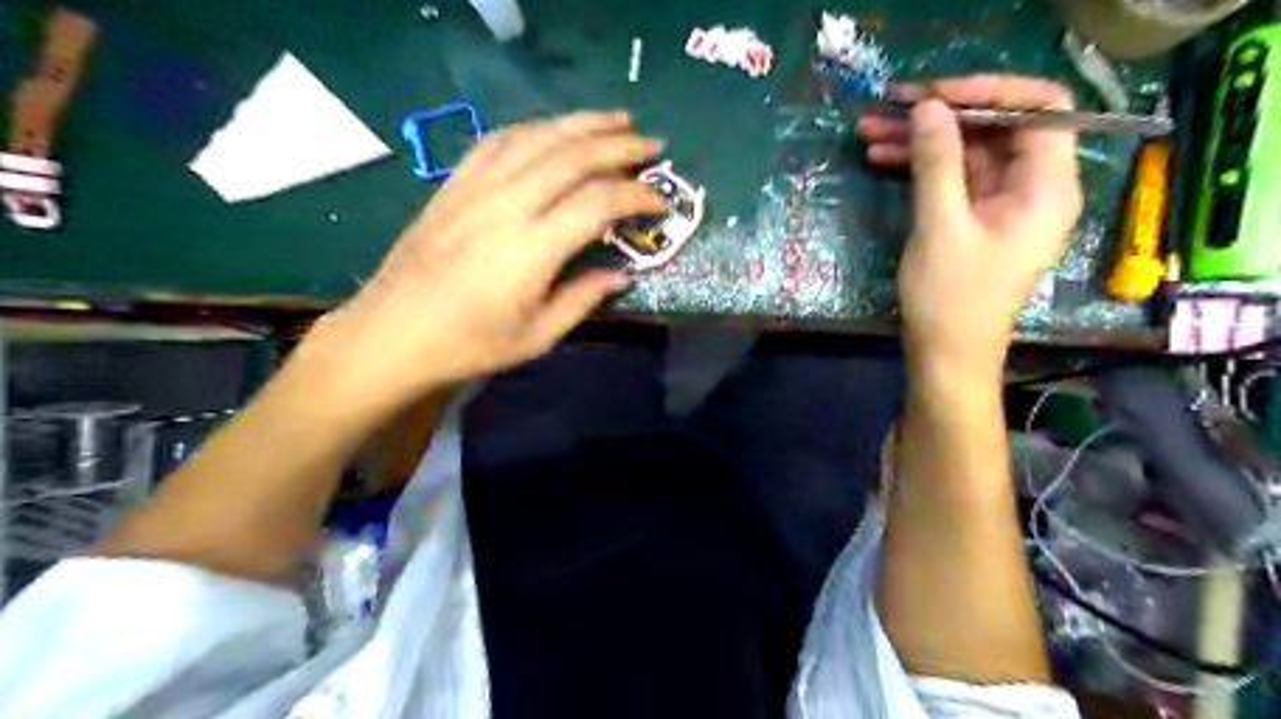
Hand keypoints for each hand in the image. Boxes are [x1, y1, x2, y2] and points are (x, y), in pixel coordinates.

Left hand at [310, 111, 664, 415]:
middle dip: (620, 146)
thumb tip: (621, 273)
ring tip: (616, 120)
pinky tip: (553, 130)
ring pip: (537, 137)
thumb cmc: (468, 344)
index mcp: (531, 249)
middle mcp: (506, 205)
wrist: (391, 332)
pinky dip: (534, 128)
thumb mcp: (536, 336)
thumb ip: (583, 299)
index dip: (636, 196)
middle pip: (572, 156)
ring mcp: (475, 188)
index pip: (598, 202)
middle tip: (653, 146)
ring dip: (582, 123)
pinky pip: (499, 140)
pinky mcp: (454, 184)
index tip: (661, 203)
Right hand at [858, 76, 1078, 379]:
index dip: (988, 90)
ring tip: (869, 131)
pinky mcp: (977, 218)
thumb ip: (936, 162)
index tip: (932, 95)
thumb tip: (927, 108)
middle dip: (941, 114)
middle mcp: (1034, 186)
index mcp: (1047, 186)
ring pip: (968, 151)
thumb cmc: (952, 299)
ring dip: (921, 139)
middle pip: (997, 126)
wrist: (947, 357)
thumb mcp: (941, 226)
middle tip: (888, 107)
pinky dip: (921, 166)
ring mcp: (1004, 203)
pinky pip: (954, 177)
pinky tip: (882, 158)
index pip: (1039, 107)